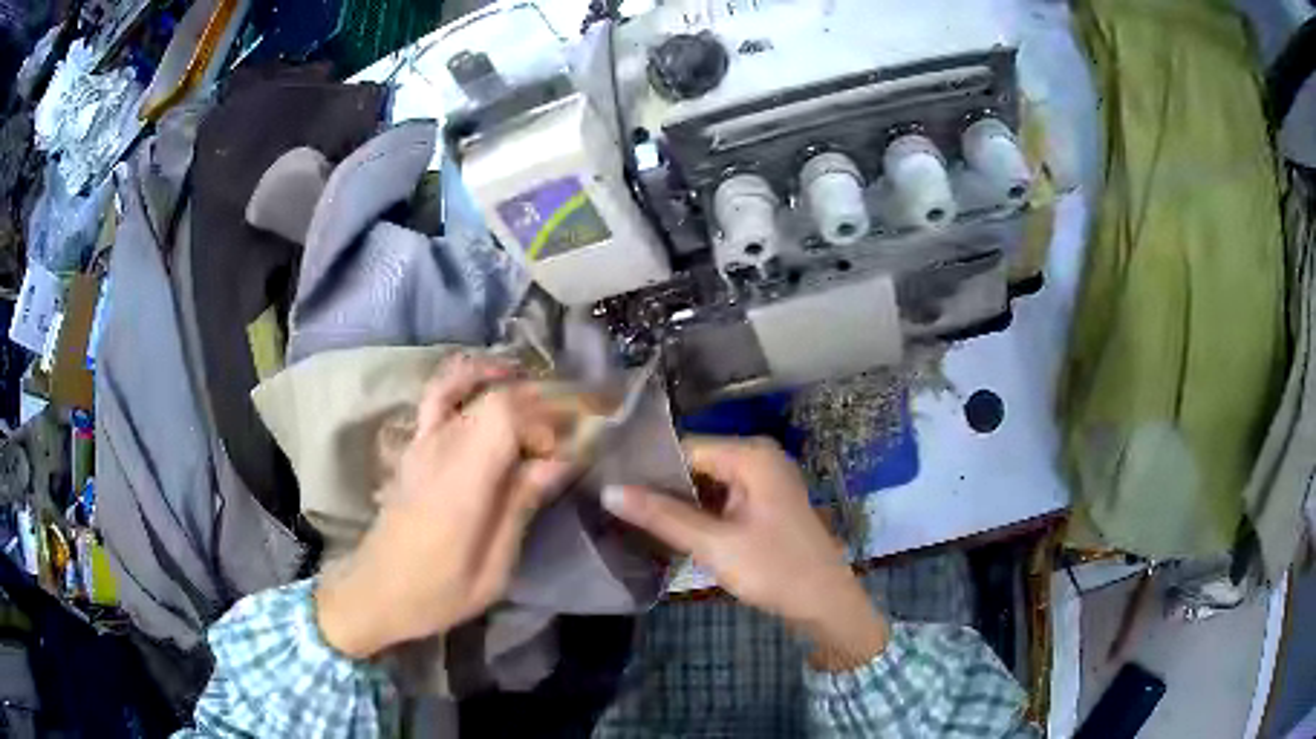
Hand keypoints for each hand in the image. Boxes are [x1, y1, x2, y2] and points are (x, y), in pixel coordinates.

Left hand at [316, 355, 573, 658]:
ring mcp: (421, 441)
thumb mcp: (492, 569)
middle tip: (570, 430)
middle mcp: (439, 447)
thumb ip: (522, 506)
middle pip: (494, 397)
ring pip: (466, 385)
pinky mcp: (412, 445)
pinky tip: (489, 383)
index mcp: (462, 480)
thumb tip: (560, 462)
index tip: (569, 454)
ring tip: (539, 393)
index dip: (547, 421)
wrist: (375, 592)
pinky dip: (465, 379)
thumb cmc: (437, 592)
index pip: (507, 414)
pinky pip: (438, 396)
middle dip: (540, 404)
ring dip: (505, 382)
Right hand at [603, 437, 888, 669]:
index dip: (647, 467)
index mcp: (751, 455)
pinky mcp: (764, 503)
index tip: (608, 486)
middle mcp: (758, 457)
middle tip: (614, 507)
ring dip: (677, 503)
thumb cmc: (775, 570)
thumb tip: (608, 490)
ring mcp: (764, 481)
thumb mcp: (714, 545)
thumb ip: (661, 516)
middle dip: (660, 487)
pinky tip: (668, 530)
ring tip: (631, 518)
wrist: (826, 604)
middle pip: (694, 464)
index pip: (684, 447)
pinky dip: (698, 514)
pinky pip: (721, 498)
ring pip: (706, 483)